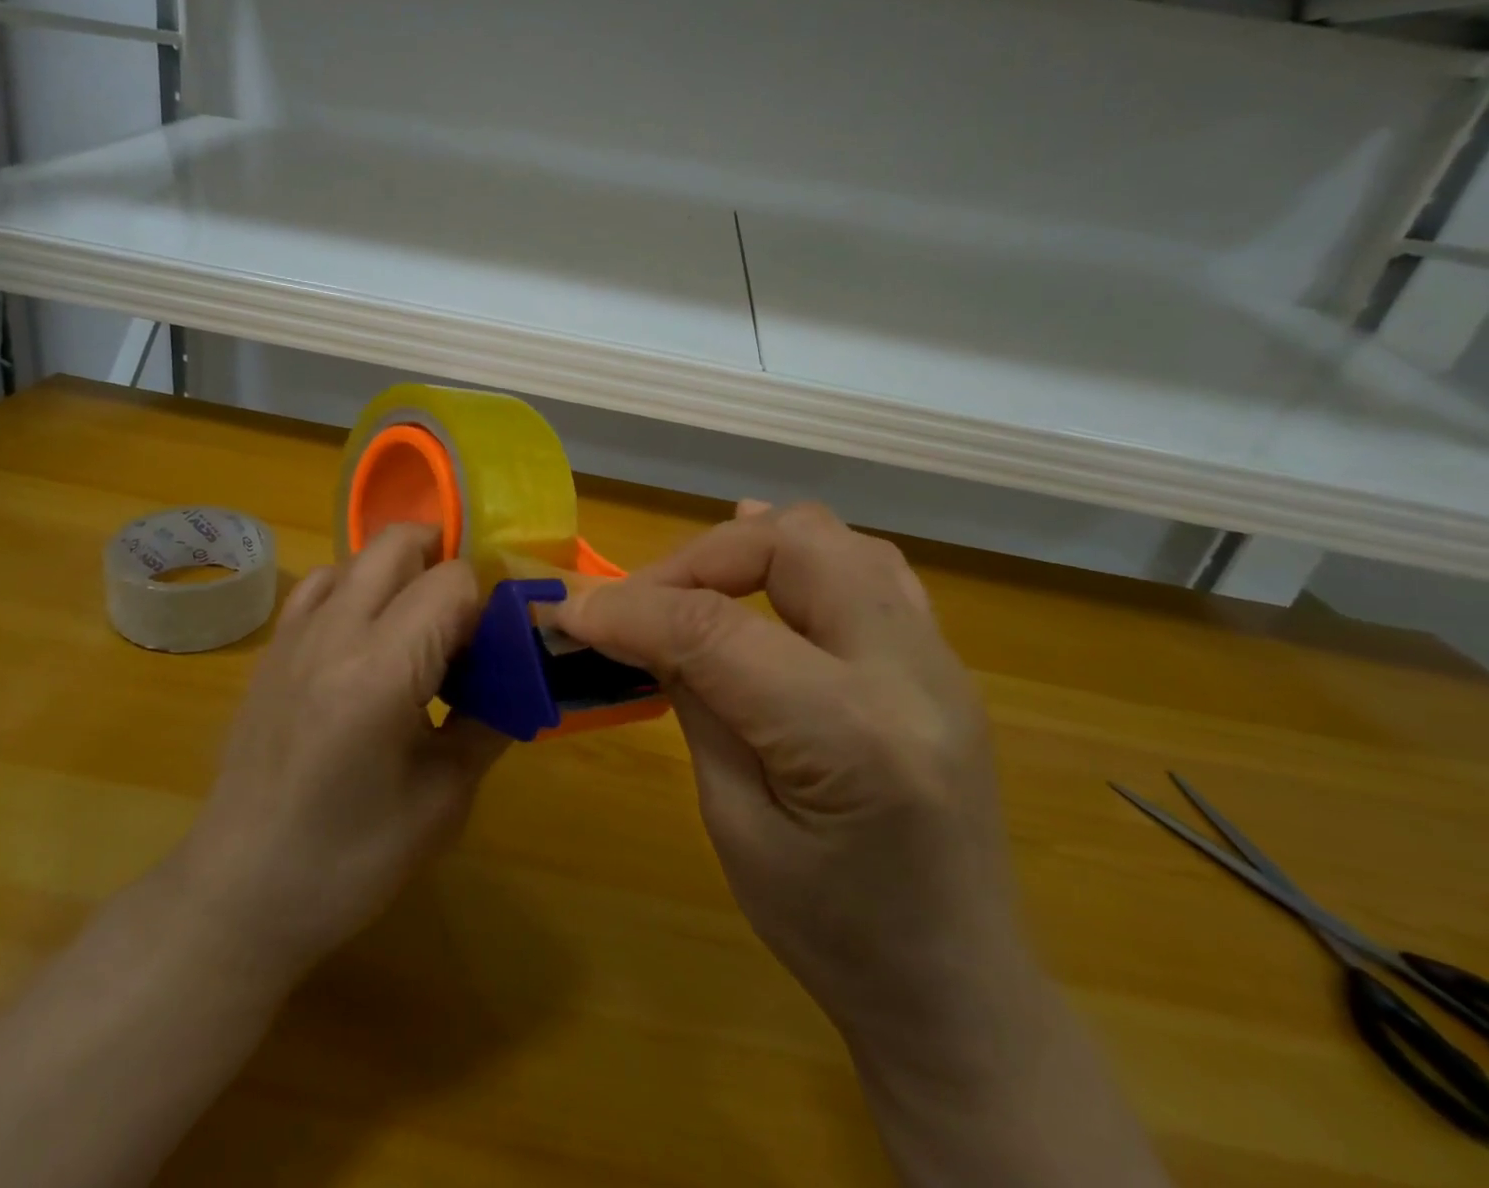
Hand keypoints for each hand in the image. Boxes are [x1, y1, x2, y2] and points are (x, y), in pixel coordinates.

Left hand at [181, 523, 510, 985]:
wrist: (239, 894)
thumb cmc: (349, 860)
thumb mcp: (444, 799)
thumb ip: (490, 721)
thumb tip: (522, 677)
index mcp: (380, 671)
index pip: (452, 582)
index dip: (487, 605)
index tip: (497, 647)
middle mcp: (333, 633)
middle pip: (400, 542)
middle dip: (446, 561)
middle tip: (468, 620)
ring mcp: (294, 635)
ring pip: (360, 556)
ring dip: (402, 574)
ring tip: (420, 632)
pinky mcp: (272, 649)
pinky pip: (321, 585)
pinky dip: (356, 588)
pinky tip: (367, 639)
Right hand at [554, 501, 1020, 1023]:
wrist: (960, 989)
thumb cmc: (833, 935)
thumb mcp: (735, 826)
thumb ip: (695, 703)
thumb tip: (643, 625)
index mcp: (853, 737)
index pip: (716, 630)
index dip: (630, 610)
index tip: (567, 610)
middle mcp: (909, 674)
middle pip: (789, 546)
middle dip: (696, 558)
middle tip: (642, 603)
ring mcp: (938, 658)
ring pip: (832, 537)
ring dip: (749, 547)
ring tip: (694, 586)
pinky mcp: (941, 659)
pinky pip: (869, 565)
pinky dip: (802, 552)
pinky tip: (762, 569)